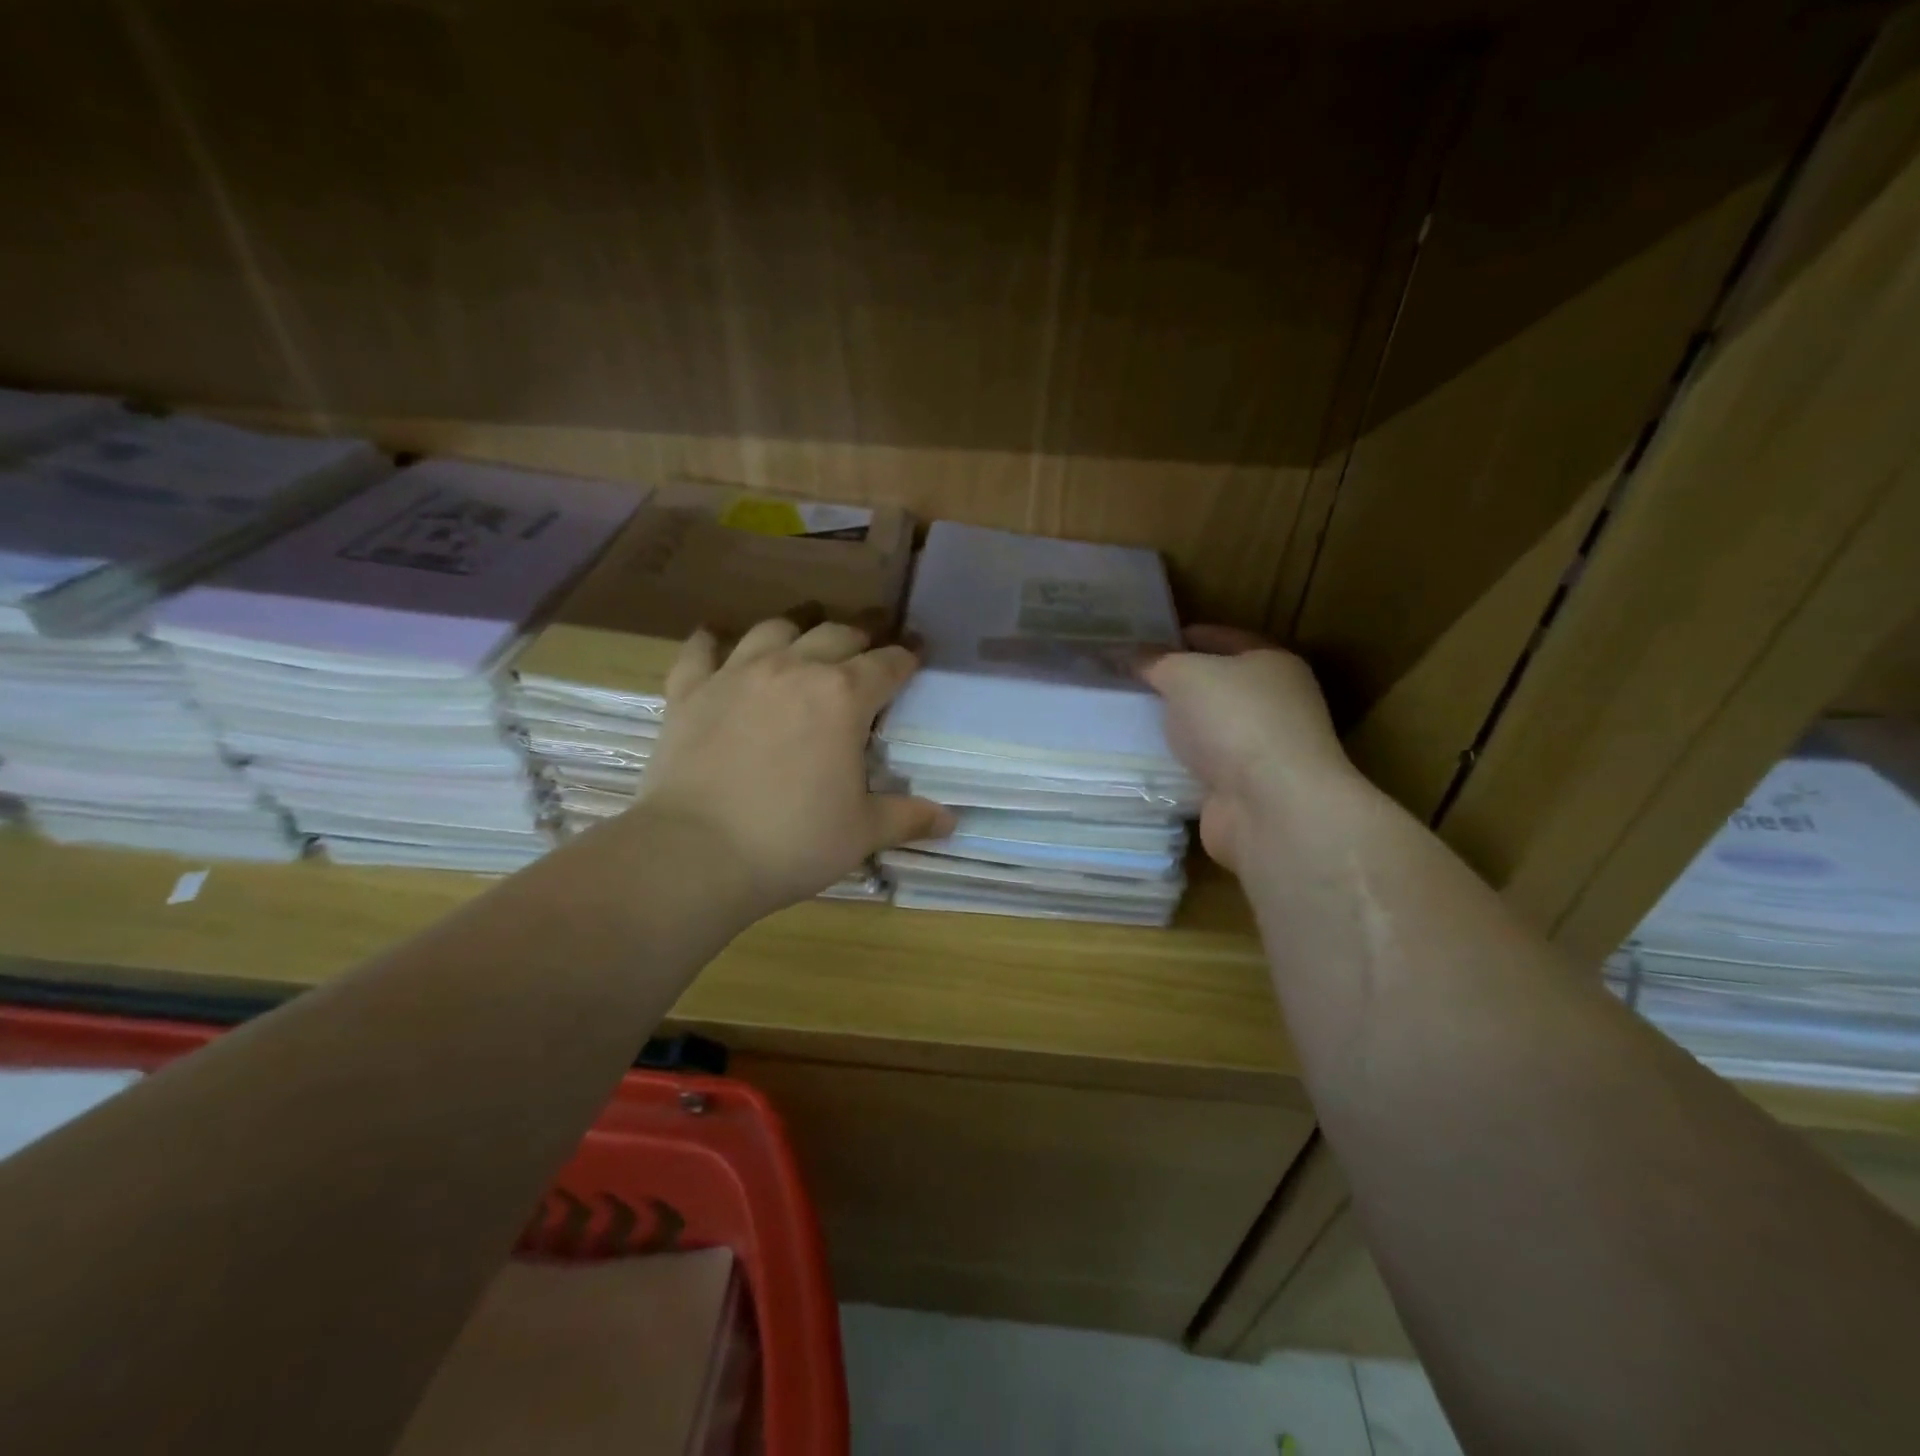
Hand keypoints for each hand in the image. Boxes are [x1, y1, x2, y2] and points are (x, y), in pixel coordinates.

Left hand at [634, 614, 953, 916]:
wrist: (696, 854)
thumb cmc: (793, 842)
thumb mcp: (862, 832)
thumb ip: (907, 818)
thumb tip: (950, 821)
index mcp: (843, 697)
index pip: (887, 664)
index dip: (907, 656)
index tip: (916, 652)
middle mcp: (794, 669)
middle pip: (837, 634)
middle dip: (861, 634)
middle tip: (871, 640)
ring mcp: (737, 674)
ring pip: (775, 628)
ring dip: (798, 625)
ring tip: (807, 627)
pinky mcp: (690, 690)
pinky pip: (701, 649)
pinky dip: (713, 640)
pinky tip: (717, 639)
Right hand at [1141, 626, 1356, 873]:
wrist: (1271, 807)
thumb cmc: (1236, 721)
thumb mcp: (1186, 675)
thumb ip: (1154, 662)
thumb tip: (1128, 654)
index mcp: (1272, 663)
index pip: (1221, 637)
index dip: (1179, 637)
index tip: (1138, 644)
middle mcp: (1274, 703)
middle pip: (1214, 685)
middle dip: (1173, 684)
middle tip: (1126, 682)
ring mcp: (1261, 749)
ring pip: (1206, 728)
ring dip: (1174, 727)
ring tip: (1126, 720)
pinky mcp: (1244, 788)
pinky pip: (1201, 766)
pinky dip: (1177, 764)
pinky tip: (1144, 760)